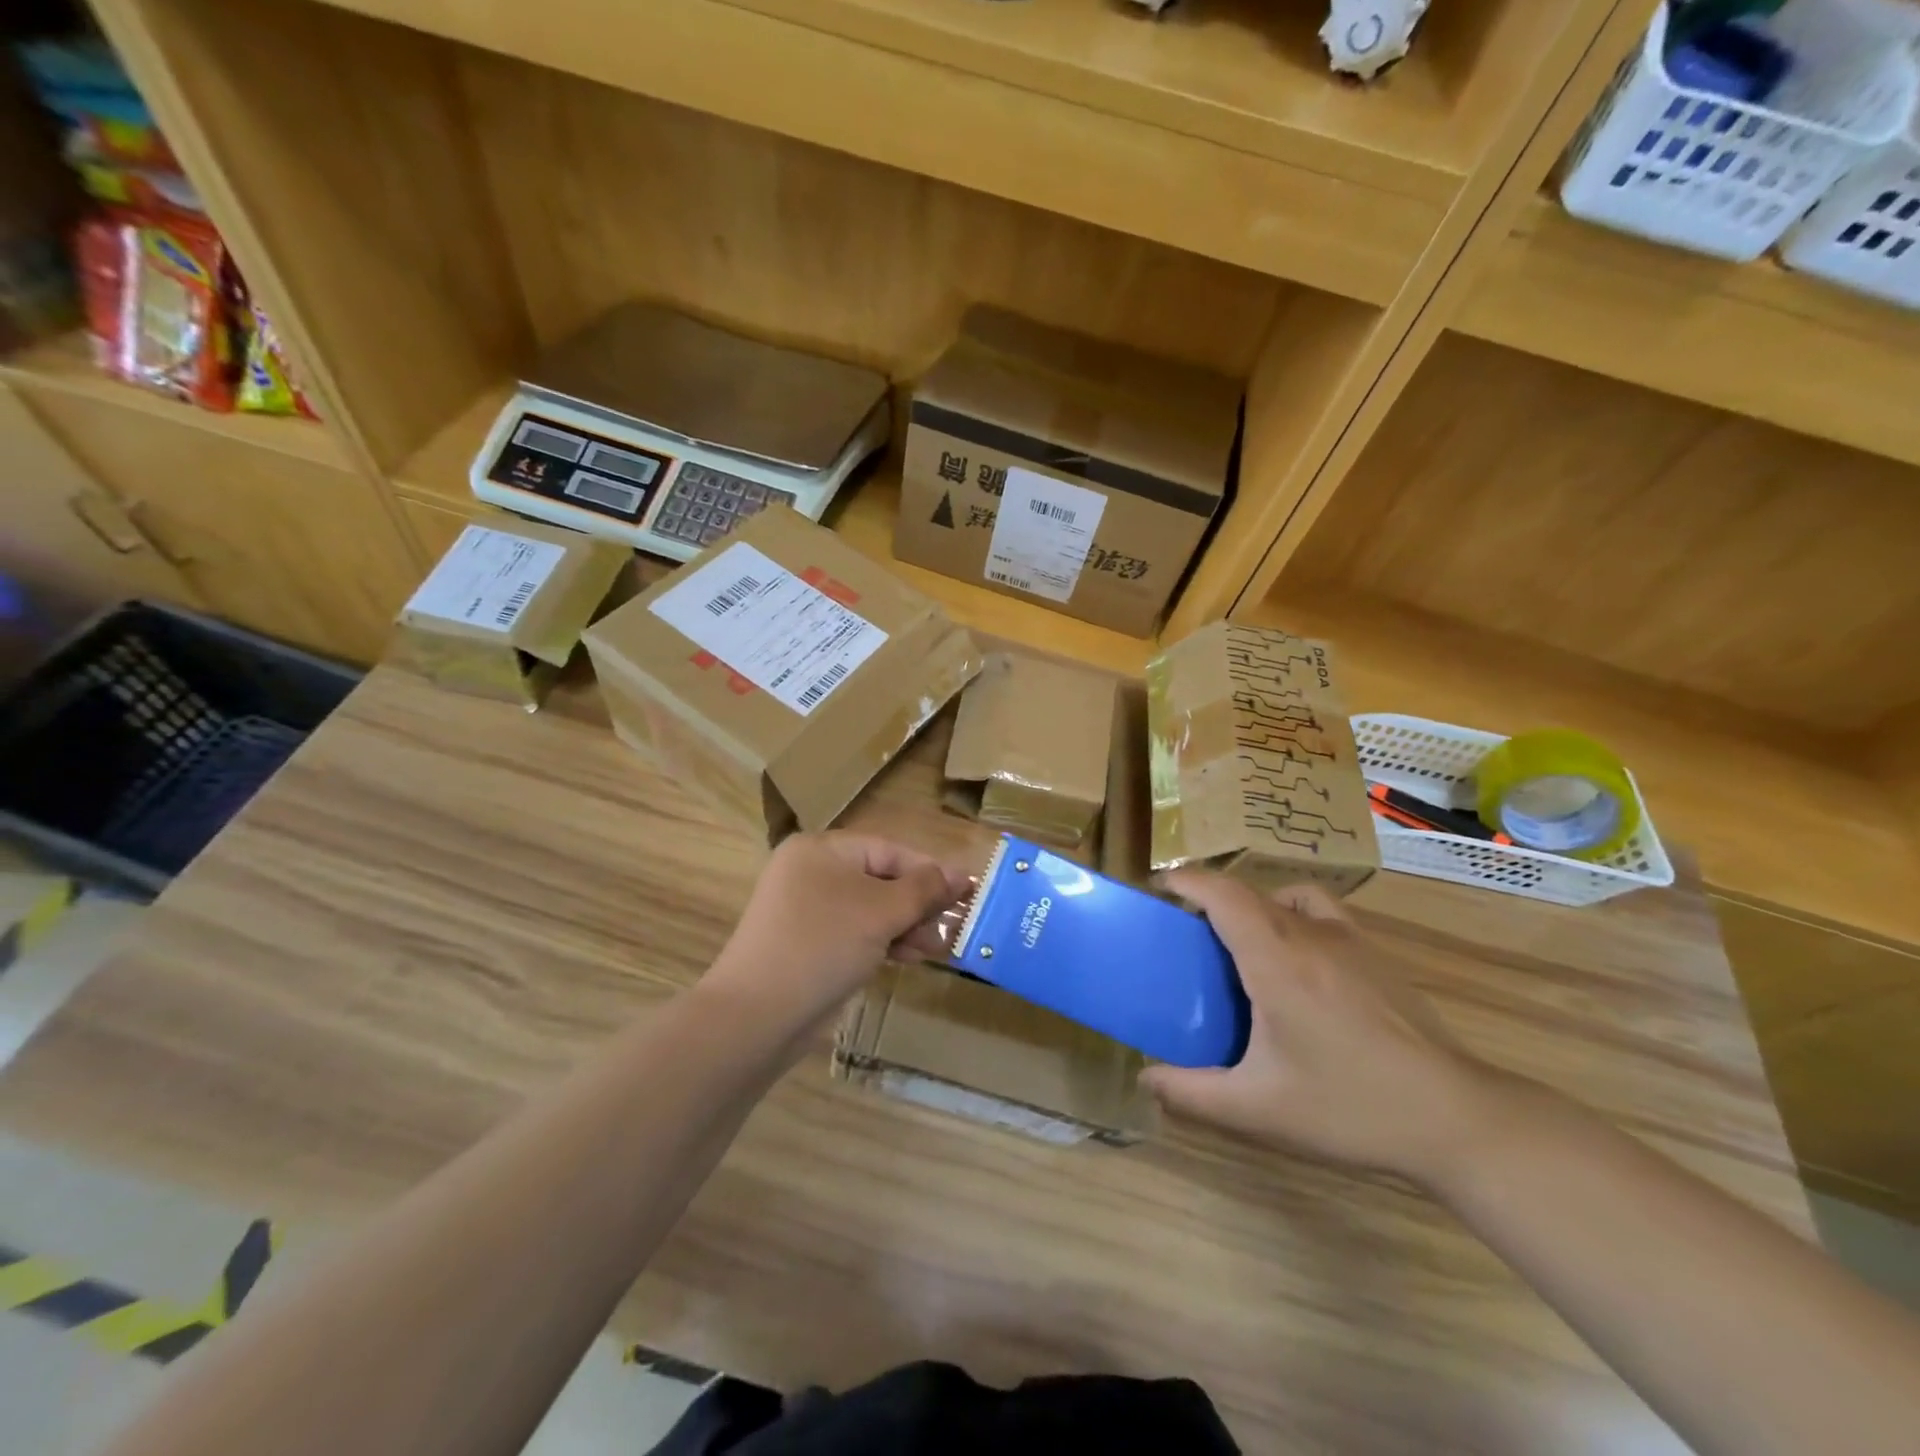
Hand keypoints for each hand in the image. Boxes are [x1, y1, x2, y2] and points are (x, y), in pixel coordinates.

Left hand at [703, 832, 970, 1033]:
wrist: (756, 1016)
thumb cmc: (823, 946)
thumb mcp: (881, 912)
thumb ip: (924, 889)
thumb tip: (961, 873)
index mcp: (822, 850)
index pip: (889, 851)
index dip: (931, 871)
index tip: (968, 893)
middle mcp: (811, 872)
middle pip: (880, 879)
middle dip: (919, 904)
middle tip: (953, 927)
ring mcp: (806, 910)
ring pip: (870, 909)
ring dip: (906, 926)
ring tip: (937, 948)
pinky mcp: (808, 944)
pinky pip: (855, 932)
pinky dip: (883, 941)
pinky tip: (909, 958)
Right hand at [1141, 874, 1494, 1187]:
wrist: (1456, 1118)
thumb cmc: (1350, 1107)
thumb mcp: (1259, 1109)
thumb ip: (1193, 1093)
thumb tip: (1146, 1080)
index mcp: (1276, 960)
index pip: (1223, 894)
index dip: (1187, 881)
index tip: (1160, 887)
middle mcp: (1310, 934)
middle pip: (1248, 893)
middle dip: (1210, 898)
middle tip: (1187, 931)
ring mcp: (1350, 940)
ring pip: (1286, 897)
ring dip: (1253, 904)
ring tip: (1241, 941)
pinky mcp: (1376, 954)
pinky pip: (1322, 910)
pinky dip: (1294, 912)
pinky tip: (1298, 957)